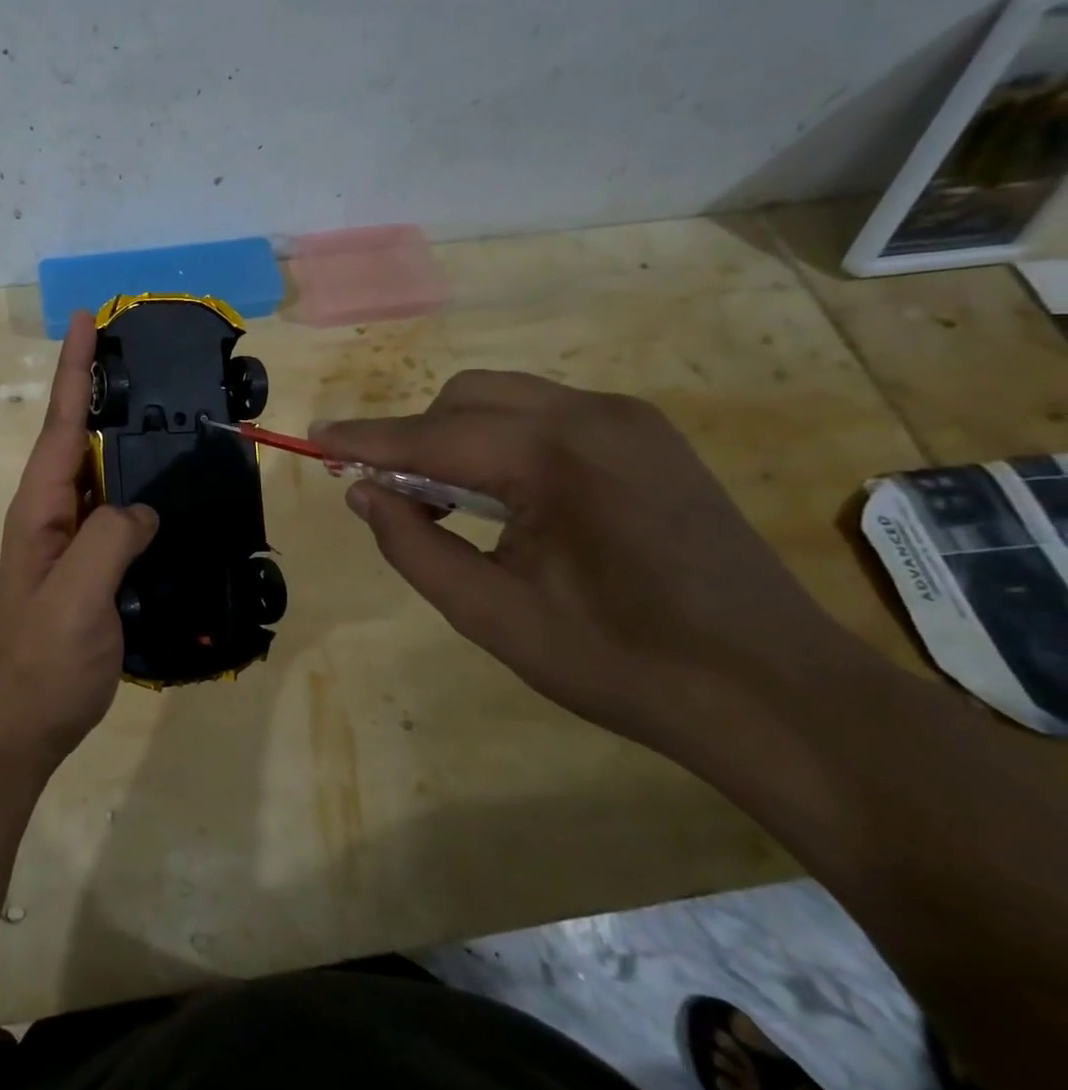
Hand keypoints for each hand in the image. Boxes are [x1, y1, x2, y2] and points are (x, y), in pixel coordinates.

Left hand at [0, 312, 158, 775]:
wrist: (24, 722)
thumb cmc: (43, 660)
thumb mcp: (76, 596)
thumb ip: (110, 539)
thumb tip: (142, 510)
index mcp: (40, 507)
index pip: (62, 422)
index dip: (76, 368)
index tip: (86, 318)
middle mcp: (52, 513)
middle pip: (78, 437)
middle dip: (101, 389)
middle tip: (139, 351)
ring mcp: (70, 540)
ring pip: (101, 474)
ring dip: (123, 436)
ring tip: (161, 403)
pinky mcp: (90, 567)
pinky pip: (117, 513)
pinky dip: (139, 488)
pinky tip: (167, 486)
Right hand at [314, 371, 851, 745]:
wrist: (775, 693)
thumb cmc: (621, 662)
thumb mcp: (491, 614)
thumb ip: (413, 545)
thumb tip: (364, 493)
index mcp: (554, 455)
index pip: (433, 433)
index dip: (366, 439)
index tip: (314, 439)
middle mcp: (593, 415)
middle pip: (468, 396)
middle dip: (417, 437)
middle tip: (397, 498)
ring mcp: (630, 421)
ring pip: (508, 400)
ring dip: (459, 437)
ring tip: (449, 504)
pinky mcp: (650, 439)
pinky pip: (548, 418)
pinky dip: (504, 443)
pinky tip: (508, 499)